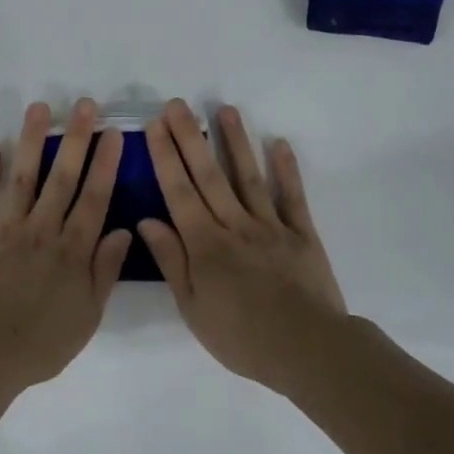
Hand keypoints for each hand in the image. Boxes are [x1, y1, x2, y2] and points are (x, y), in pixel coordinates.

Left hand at [0, 98, 133, 390]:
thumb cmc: (39, 344)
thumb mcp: (87, 316)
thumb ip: (105, 271)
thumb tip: (124, 231)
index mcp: (73, 251)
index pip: (94, 199)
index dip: (105, 165)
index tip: (113, 133)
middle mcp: (43, 231)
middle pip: (62, 178)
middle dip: (75, 139)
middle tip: (83, 104)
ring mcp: (6, 231)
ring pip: (23, 179)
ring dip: (32, 142)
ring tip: (39, 108)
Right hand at [136, 100, 351, 394]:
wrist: (306, 349)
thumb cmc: (241, 336)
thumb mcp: (193, 307)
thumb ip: (172, 261)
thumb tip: (147, 220)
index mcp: (205, 245)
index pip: (179, 192)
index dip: (166, 157)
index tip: (155, 126)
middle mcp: (234, 225)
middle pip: (209, 176)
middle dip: (190, 138)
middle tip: (178, 104)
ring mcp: (271, 226)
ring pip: (248, 177)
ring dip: (236, 142)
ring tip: (225, 109)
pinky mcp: (301, 234)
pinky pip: (292, 197)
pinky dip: (286, 169)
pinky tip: (279, 143)